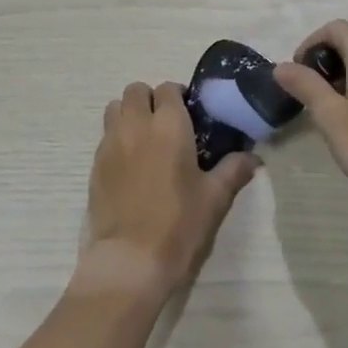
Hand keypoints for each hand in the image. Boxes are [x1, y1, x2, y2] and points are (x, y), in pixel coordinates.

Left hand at [78, 81, 256, 300]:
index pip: (168, 88)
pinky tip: (131, 164)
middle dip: (151, 99)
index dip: (179, 96)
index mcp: (169, 125)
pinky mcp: (95, 164)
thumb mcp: (214, 198)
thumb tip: (253, 158)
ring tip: (145, 138)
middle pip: (136, 90)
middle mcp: (136, 125)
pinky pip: (105, 135)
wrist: (131, 259)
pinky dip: (117, 138)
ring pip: (115, 108)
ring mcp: (110, 143)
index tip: (190, 114)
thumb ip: (233, 170)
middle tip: (167, 123)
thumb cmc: (179, 224)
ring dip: (129, 113)